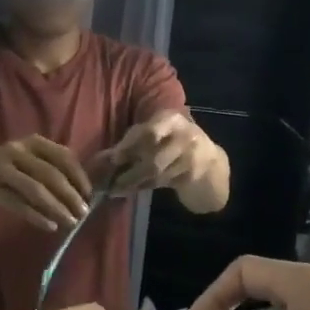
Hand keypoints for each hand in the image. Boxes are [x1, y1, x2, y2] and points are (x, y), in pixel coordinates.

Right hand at [0, 135, 92, 231]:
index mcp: (32, 142)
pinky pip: (18, 205)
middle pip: (50, 174)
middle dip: (70, 195)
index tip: (88, 193)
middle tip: (83, 213)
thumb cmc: (4, 168)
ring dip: (56, 208)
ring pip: (35, 190)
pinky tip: (49, 226)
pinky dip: (36, 217)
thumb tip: (80, 192)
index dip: (78, 175)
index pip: (62, 155)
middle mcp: (17, 151)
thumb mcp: (27, 160)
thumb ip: (49, 168)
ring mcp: (2, 170)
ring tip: (70, 222)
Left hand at [95, 111, 215, 193]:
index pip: (148, 132)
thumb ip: (133, 141)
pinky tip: (131, 190)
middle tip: (110, 181)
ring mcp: (191, 156)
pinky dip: (144, 187)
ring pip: (156, 173)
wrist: (210, 163)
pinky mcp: (192, 175)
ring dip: (133, 183)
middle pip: (153, 157)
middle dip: (131, 171)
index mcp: (171, 119)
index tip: (113, 158)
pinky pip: (163, 182)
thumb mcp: (158, 134)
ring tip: (115, 189)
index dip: (129, 145)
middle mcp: (184, 135)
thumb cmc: (174, 143)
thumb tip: (100, 157)